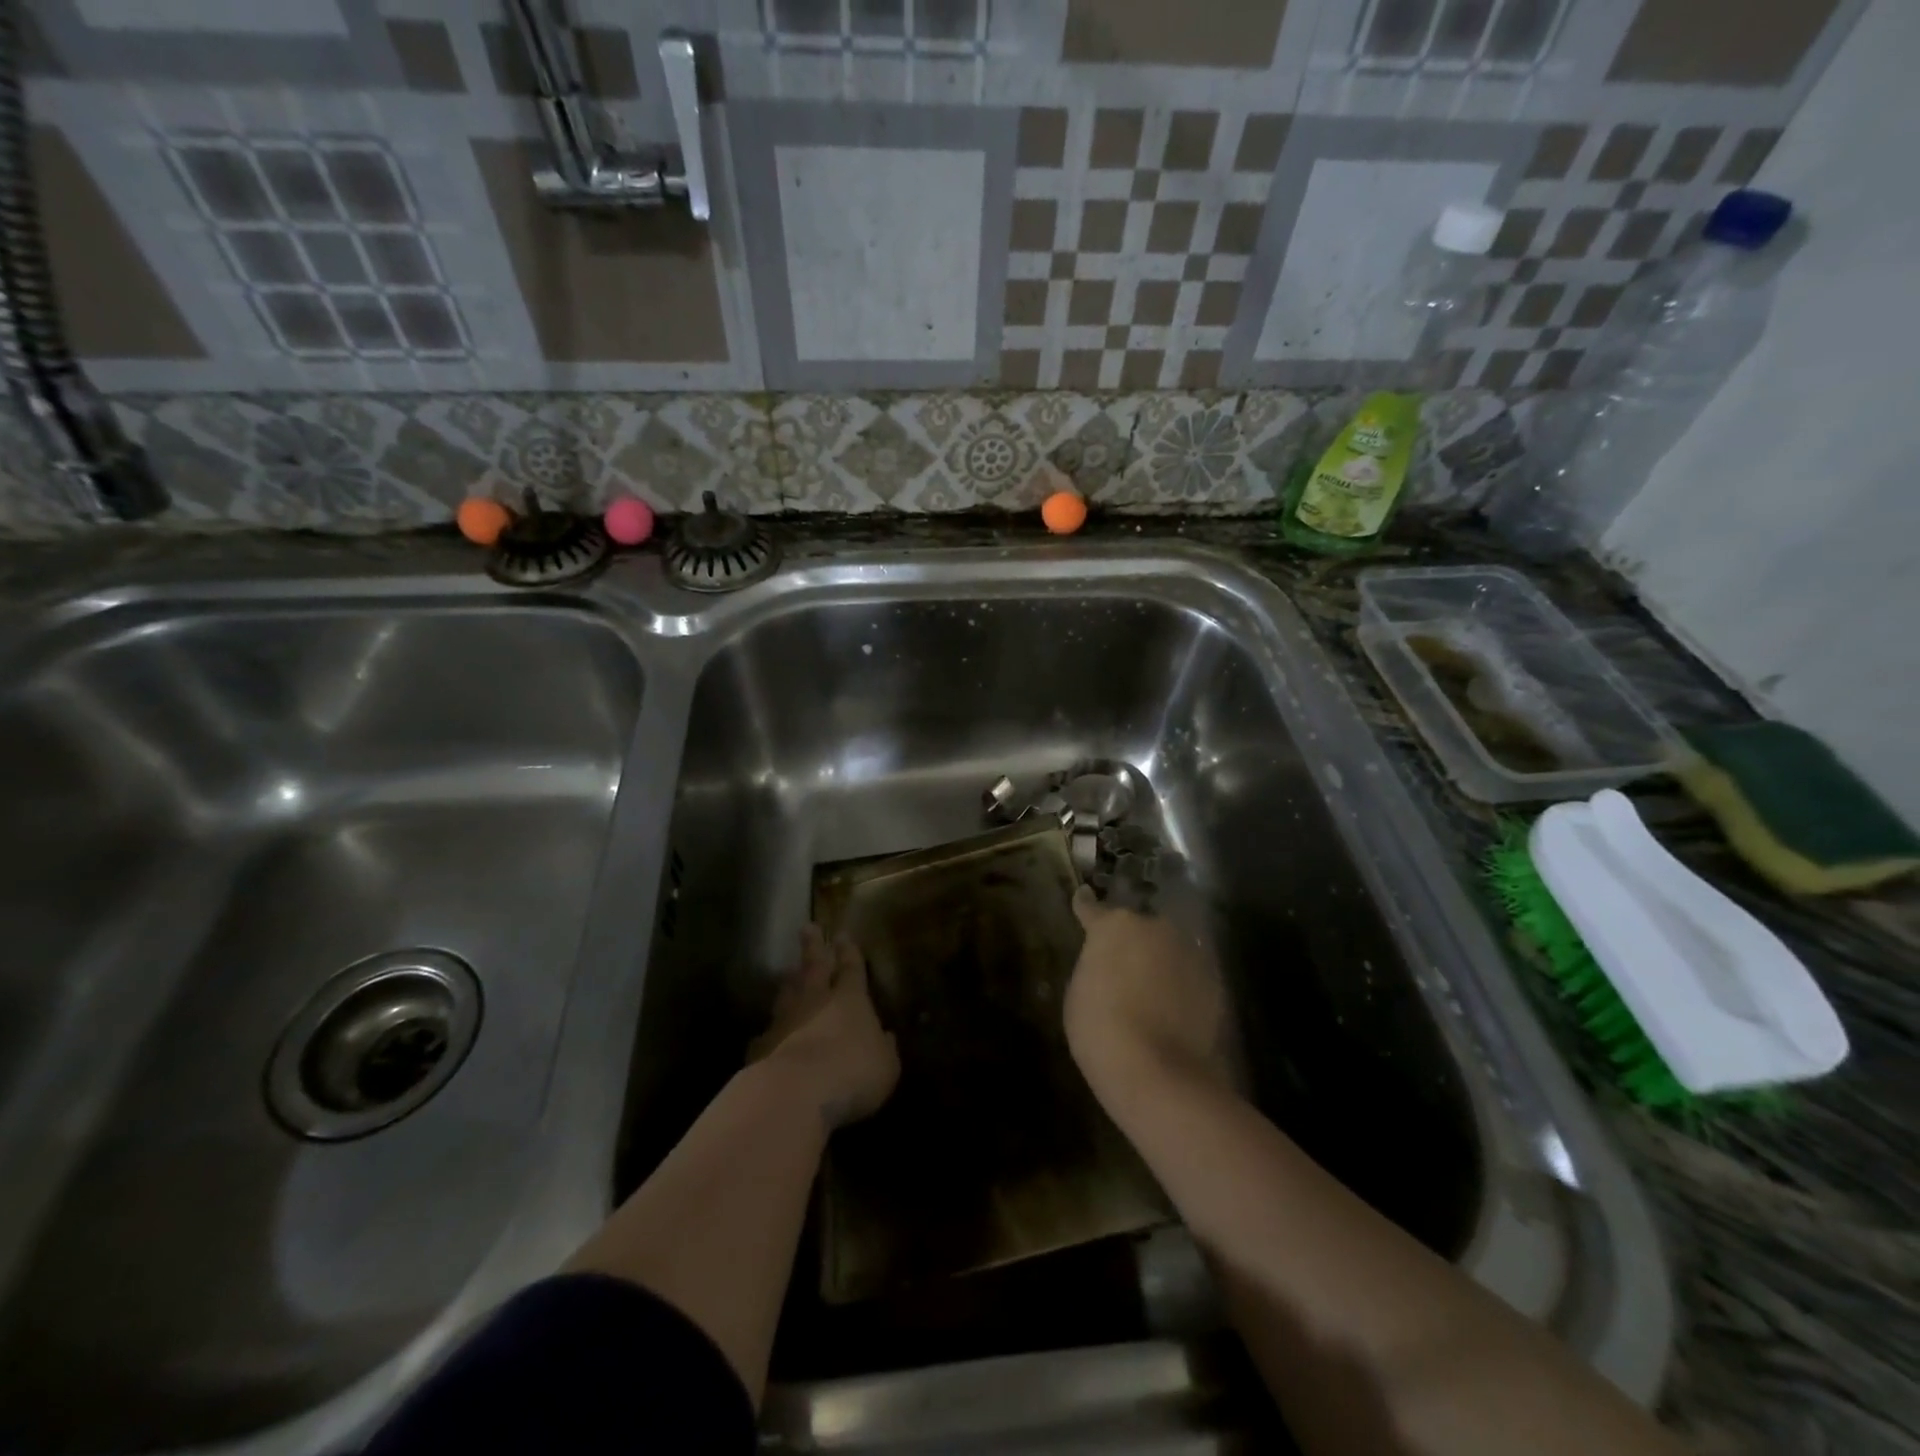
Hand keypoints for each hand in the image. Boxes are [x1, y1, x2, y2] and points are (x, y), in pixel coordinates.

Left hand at [749, 924, 899, 1128]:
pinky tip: (765, 1035)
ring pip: (787, 993)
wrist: (797, 1093)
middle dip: (813, 946)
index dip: (849, 952)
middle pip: (813, 966)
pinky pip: (766, 1033)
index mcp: (850, 1000)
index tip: (843, 934)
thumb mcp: (886, 1066)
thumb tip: (886, 1036)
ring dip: (790, 981)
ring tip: (789, 971)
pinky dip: (769, 1031)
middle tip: (808, 926)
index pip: (851, 968)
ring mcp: (785, 1021)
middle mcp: (816, 1002)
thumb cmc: (853, 1074)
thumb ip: (884, 1049)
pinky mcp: (762, 1046)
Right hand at [1064, 887, 1231, 1104]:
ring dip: (1161, 960)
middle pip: (1139, 927)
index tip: (1083, 897)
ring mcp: (1188, 952)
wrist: (1157, 1071)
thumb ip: (1094, 965)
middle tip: (1124, 963)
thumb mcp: (1079, 992)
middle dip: (1133, 940)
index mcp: (1114, 926)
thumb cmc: (1100, 1029)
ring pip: (1169, 948)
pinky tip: (1174, 1007)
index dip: (1086, 906)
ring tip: (1153, 987)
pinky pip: (1190, 974)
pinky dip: (1182, 984)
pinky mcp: (1214, 980)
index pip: (1094, 908)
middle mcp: (1155, 927)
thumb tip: (1105, 963)